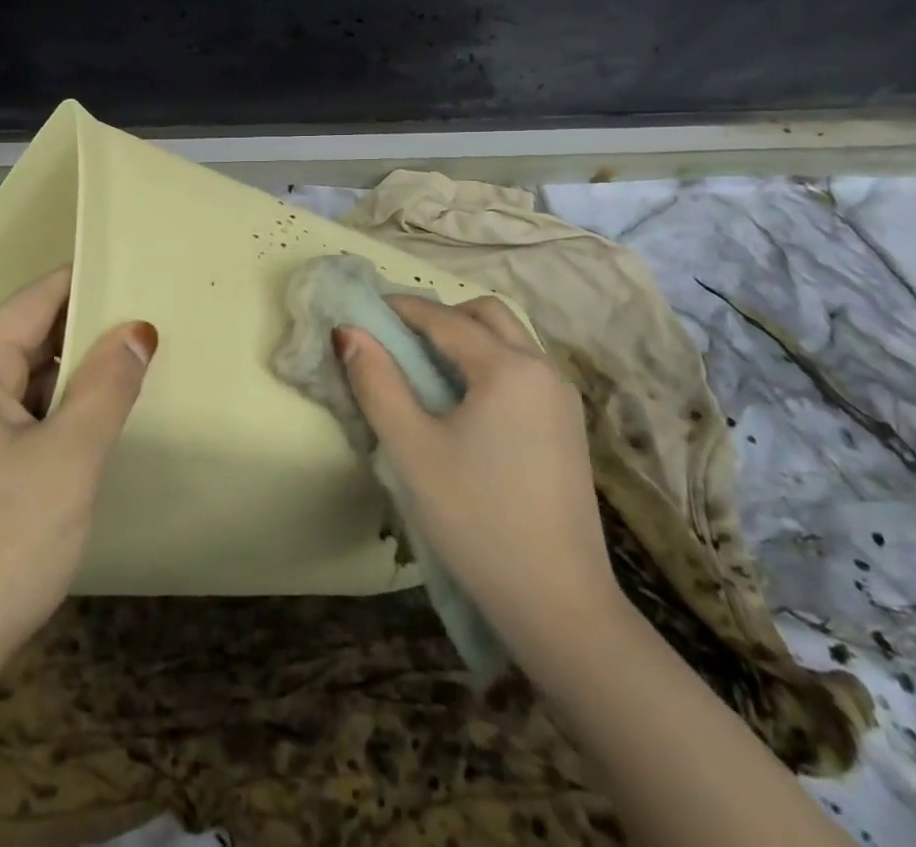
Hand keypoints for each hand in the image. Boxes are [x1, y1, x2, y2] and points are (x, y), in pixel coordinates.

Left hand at [0, 266, 155, 678]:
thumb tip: (138, 329)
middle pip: (29, 337)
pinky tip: (97, 419)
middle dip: (87, 330)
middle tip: (152, 321)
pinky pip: (17, 415)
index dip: (85, 282)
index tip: (137, 270)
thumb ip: (107, 386)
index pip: (34, 301)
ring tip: (136, 363)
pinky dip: (56, 411)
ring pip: (25, 379)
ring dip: (74, 375)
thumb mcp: (69, 459)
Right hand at [336, 295, 617, 657]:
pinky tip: (462, 401)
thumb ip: (376, 382)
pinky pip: (522, 369)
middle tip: (397, 338)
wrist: (559, 605)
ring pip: (509, 340)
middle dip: (439, 315)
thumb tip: (348, 332)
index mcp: (509, 368)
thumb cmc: (476, 520)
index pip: (444, 318)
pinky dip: (487, 362)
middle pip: (486, 315)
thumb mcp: (412, 449)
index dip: (399, 309)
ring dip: (466, 337)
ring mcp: (562, 399)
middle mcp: (543, 369)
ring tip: (423, 367)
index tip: (362, 310)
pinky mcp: (567, 426)